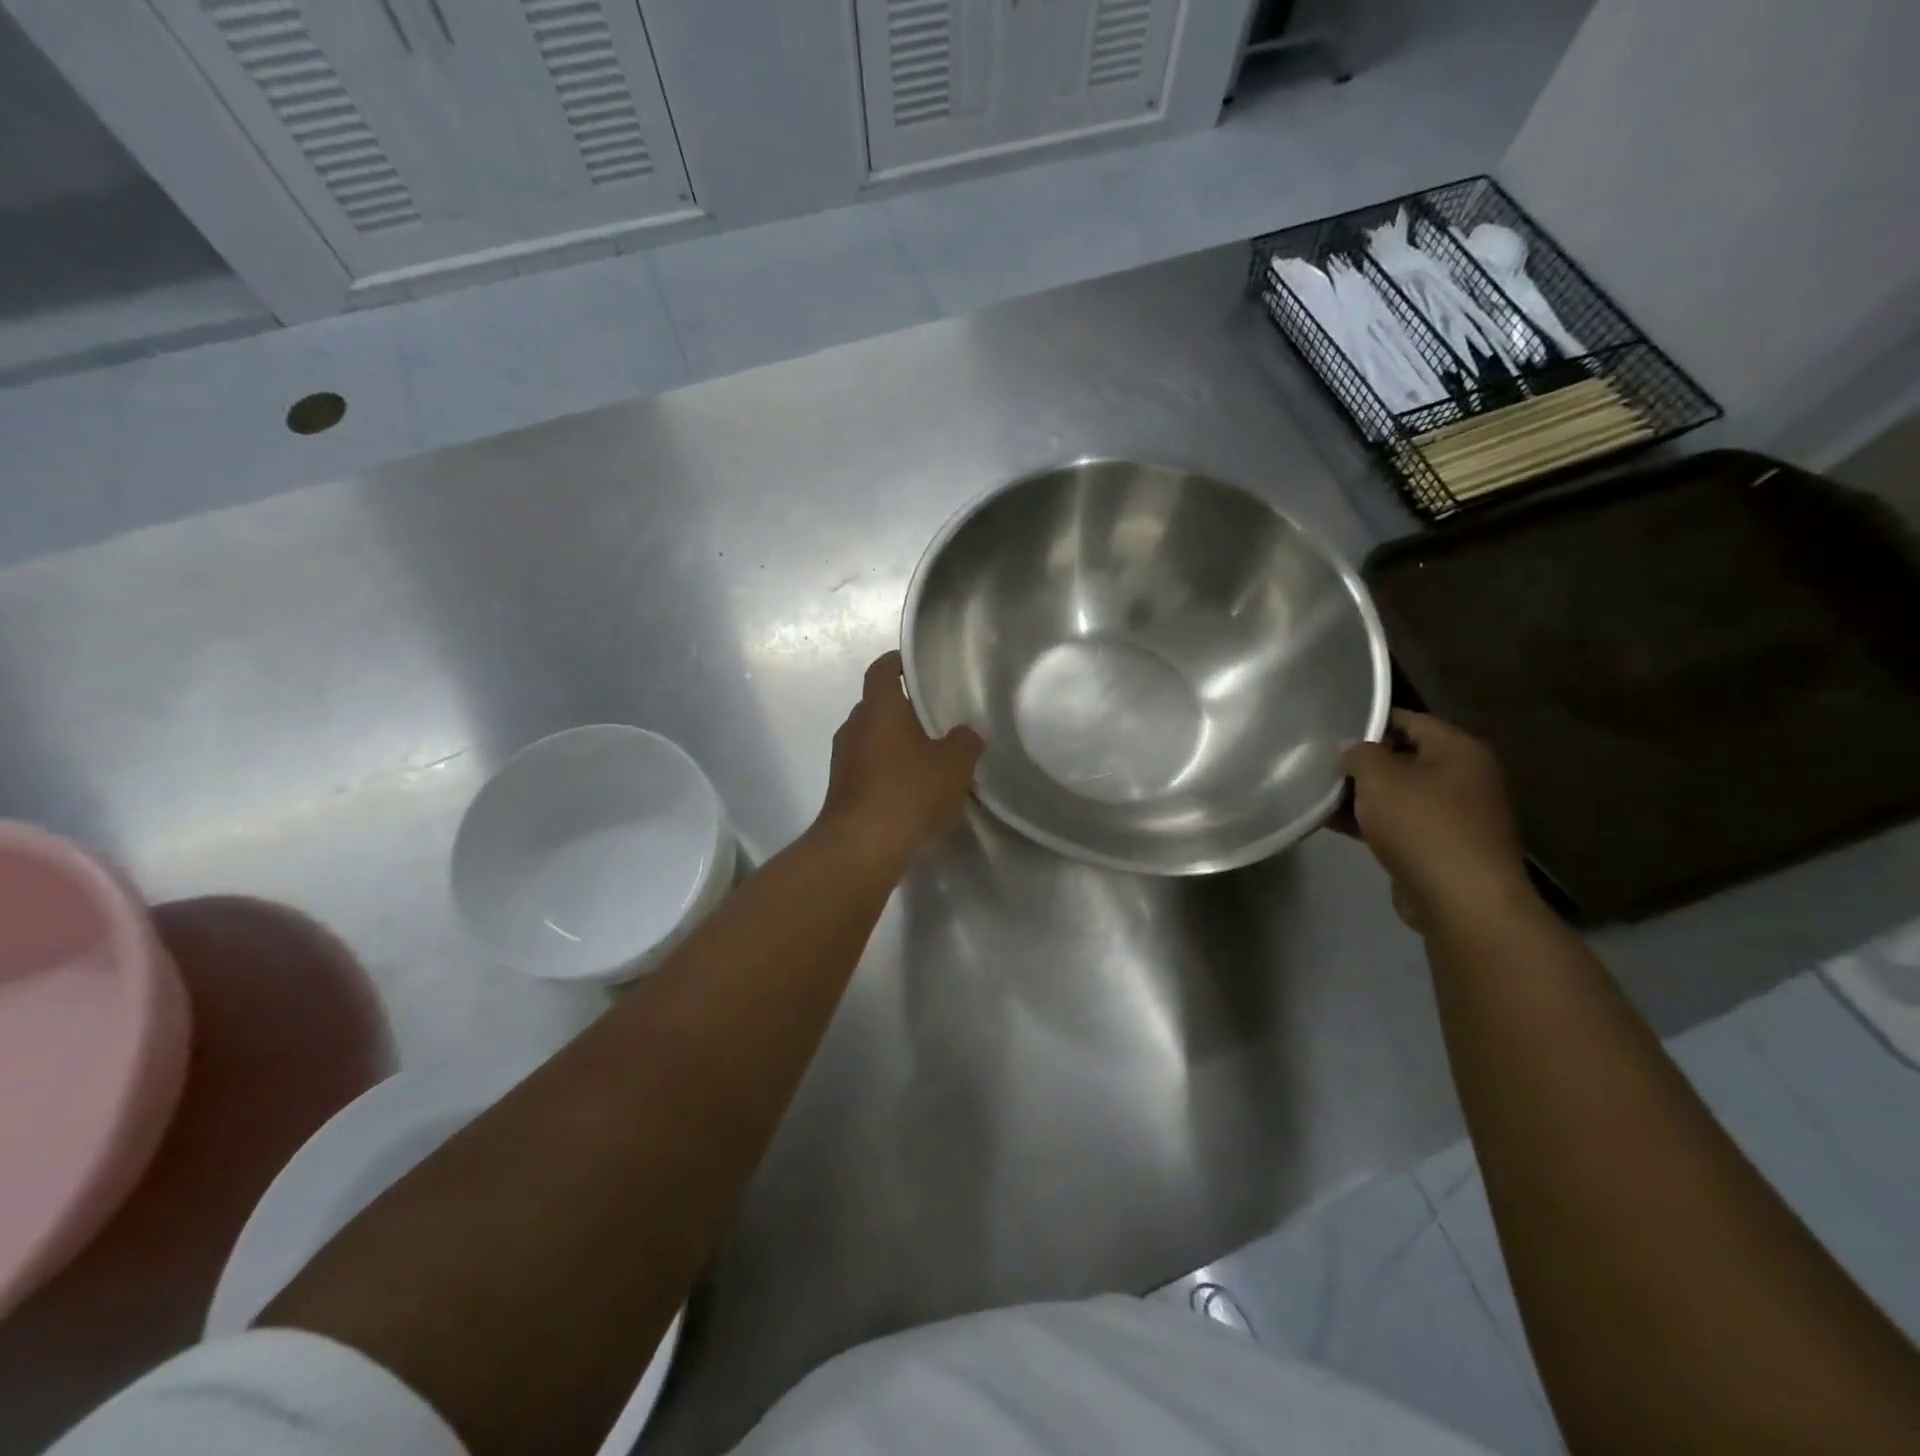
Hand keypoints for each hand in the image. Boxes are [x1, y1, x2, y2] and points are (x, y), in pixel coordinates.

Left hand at [818, 651, 983, 875]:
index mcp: (879, 708)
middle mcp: (854, 726)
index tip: (916, 666)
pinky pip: (868, 769)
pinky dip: (887, 772)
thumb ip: (966, 741)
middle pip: (878, 706)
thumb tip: (967, 733)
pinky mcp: (841, 791)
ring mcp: (843, 760)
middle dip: (903, 710)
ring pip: (872, 740)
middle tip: (935, 719)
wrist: (862, 847)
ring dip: (895, 744)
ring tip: (928, 758)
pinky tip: (912, 791)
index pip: (883, 669)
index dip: (898, 662)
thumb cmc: (909, 790)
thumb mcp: (955, 764)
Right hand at [1340, 711, 1532, 929]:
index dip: (1370, 721)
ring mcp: (1455, 815)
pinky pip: (1399, 823)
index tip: (1332, 726)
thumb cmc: (1422, 824)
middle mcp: (1465, 777)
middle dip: (1363, 761)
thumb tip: (1350, 745)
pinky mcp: (1441, 847)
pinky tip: (1332, 823)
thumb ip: (1360, 754)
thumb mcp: (1379, 778)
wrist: (1460, 899)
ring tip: (1318, 792)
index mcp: (1459, 750)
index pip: (1411, 720)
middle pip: (1405, 758)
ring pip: (1399, 794)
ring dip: (1362, 795)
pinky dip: (1370, 822)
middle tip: (1321, 761)